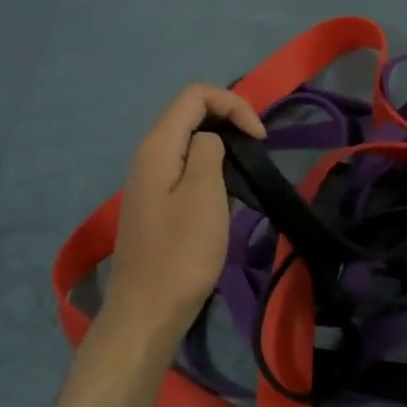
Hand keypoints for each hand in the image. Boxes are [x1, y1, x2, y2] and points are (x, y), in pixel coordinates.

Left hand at [100, 83, 264, 349]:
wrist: (148, 310)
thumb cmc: (181, 253)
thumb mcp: (204, 194)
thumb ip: (210, 150)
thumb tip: (211, 140)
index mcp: (158, 146)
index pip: (194, 95)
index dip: (232, 104)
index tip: (259, 137)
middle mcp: (148, 155)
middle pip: (189, 113)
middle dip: (228, 118)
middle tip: (258, 148)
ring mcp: (149, 181)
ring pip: (189, 141)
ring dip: (222, 143)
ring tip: (247, 167)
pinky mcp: (156, 204)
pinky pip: (185, 167)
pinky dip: (211, 166)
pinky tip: (226, 190)